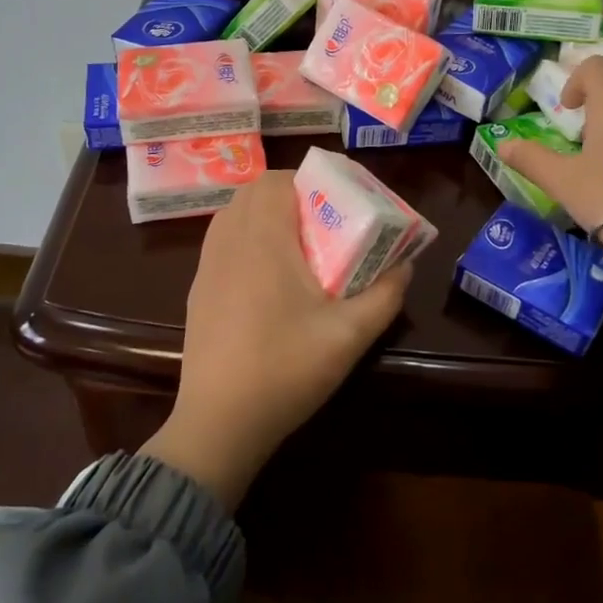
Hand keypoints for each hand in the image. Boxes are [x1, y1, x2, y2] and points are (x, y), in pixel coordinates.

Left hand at [140, 171, 411, 508]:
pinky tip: (269, 274)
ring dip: (265, 214)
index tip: (338, 198)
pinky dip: (245, 237)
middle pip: (253, 191)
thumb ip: (385, 294)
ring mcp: (206, 265)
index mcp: (263, 239)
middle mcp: (229, 241)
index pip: (276, 180)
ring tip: (299, 243)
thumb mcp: (350, 335)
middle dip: (290, 194)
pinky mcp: (197, 289)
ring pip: (233, 214)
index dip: (308, 180)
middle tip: (324, 219)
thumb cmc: (286, 370)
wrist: (219, 422)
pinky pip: (221, 240)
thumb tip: (405, 265)